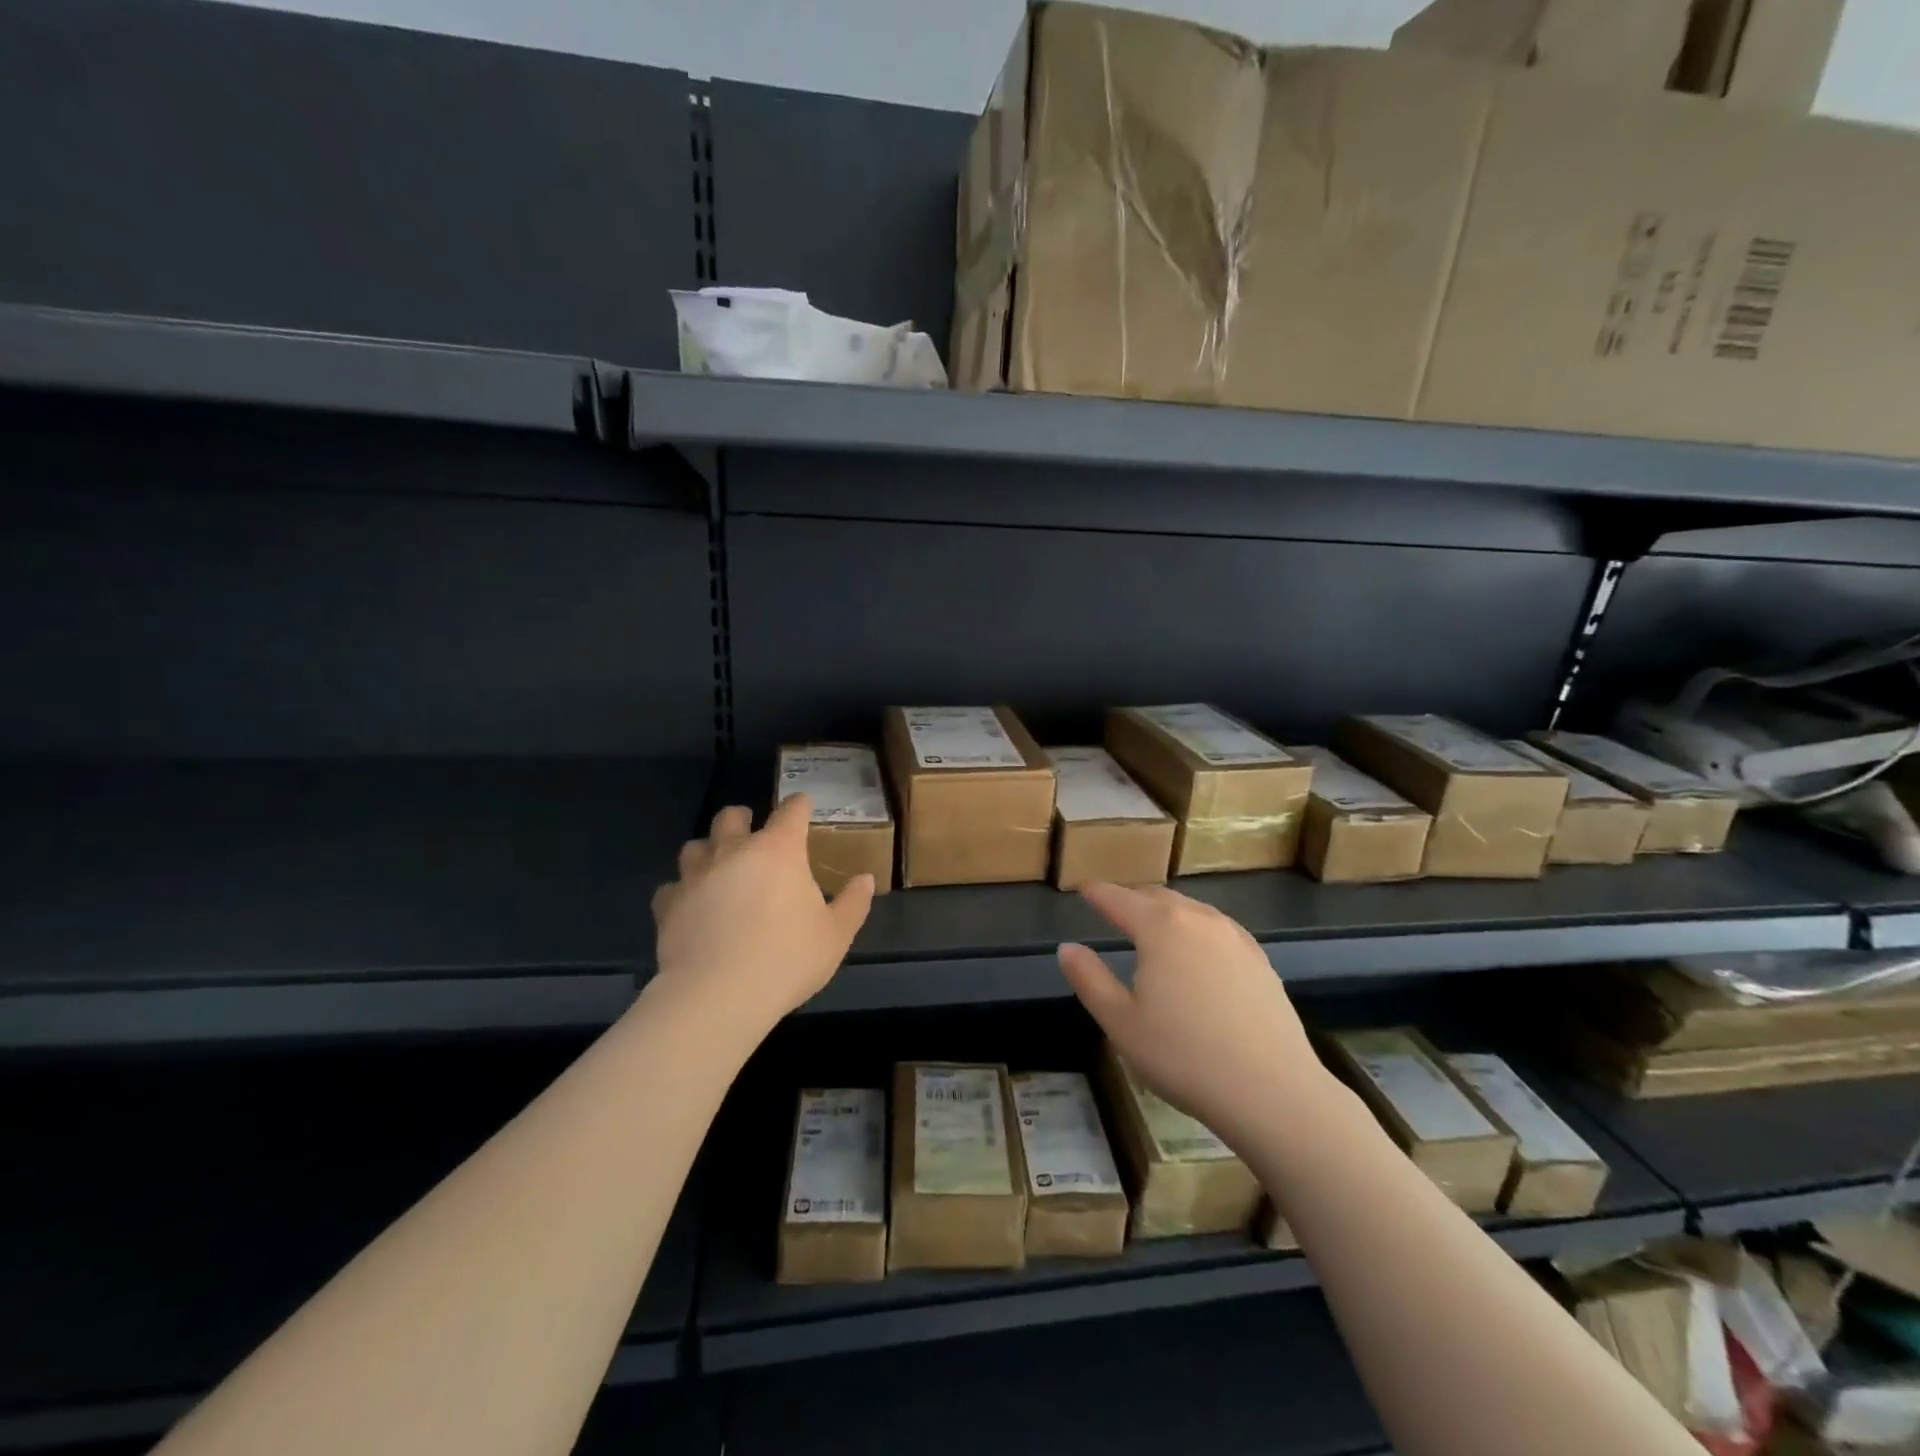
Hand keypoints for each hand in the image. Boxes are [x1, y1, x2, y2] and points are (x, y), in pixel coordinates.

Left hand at [649, 795, 874, 1032]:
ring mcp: (696, 876)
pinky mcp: (668, 906)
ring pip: (695, 846)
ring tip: (718, 867)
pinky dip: (682, 892)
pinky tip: (691, 907)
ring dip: (708, 850)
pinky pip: (671, 888)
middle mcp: (734, 852)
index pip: (791, 811)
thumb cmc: (787, 959)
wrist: (718, 995)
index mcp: (779, 851)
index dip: (799, 805)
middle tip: (752, 832)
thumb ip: (853, 903)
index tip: (803, 806)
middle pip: (731, 817)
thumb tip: (866, 879)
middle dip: (743, 818)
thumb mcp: (835, 935)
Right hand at [1058, 883, 1327, 1147]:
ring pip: (1192, 911)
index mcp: (1161, 926)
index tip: (1083, 888)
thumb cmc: (1183, 1055)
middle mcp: (1199, 919)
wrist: (1272, 1091)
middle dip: (1133, 900)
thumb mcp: (1120, 1022)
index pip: (1119, 899)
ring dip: (1167, 914)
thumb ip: (1089, 979)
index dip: (1097, 893)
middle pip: (1158, 898)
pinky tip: (1197, 955)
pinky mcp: (1260, 960)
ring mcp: (1235, 938)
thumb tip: (1067, 948)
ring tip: (1153, 930)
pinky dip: (1196, 930)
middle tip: (1114, 910)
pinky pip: (1218, 930)